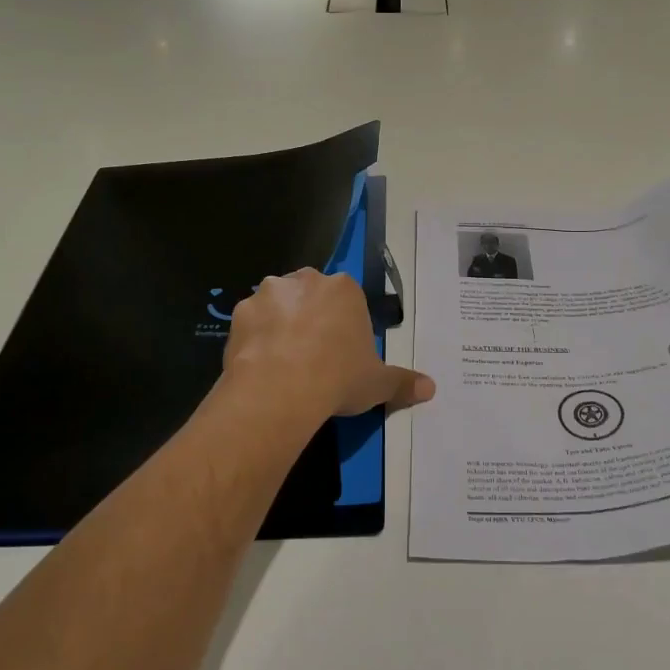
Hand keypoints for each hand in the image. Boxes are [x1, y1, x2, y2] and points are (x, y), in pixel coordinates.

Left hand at [223, 268, 434, 421]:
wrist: (281, 389)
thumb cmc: (338, 377)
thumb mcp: (378, 384)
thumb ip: (403, 382)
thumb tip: (431, 388)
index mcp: (344, 289)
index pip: (347, 298)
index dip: (344, 324)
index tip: (341, 351)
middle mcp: (306, 280)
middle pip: (310, 294)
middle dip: (311, 316)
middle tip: (313, 354)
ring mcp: (268, 293)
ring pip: (278, 304)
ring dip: (280, 323)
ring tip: (283, 361)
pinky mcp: (239, 312)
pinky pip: (251, 323)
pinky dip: (255, 338)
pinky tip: (260, 364)